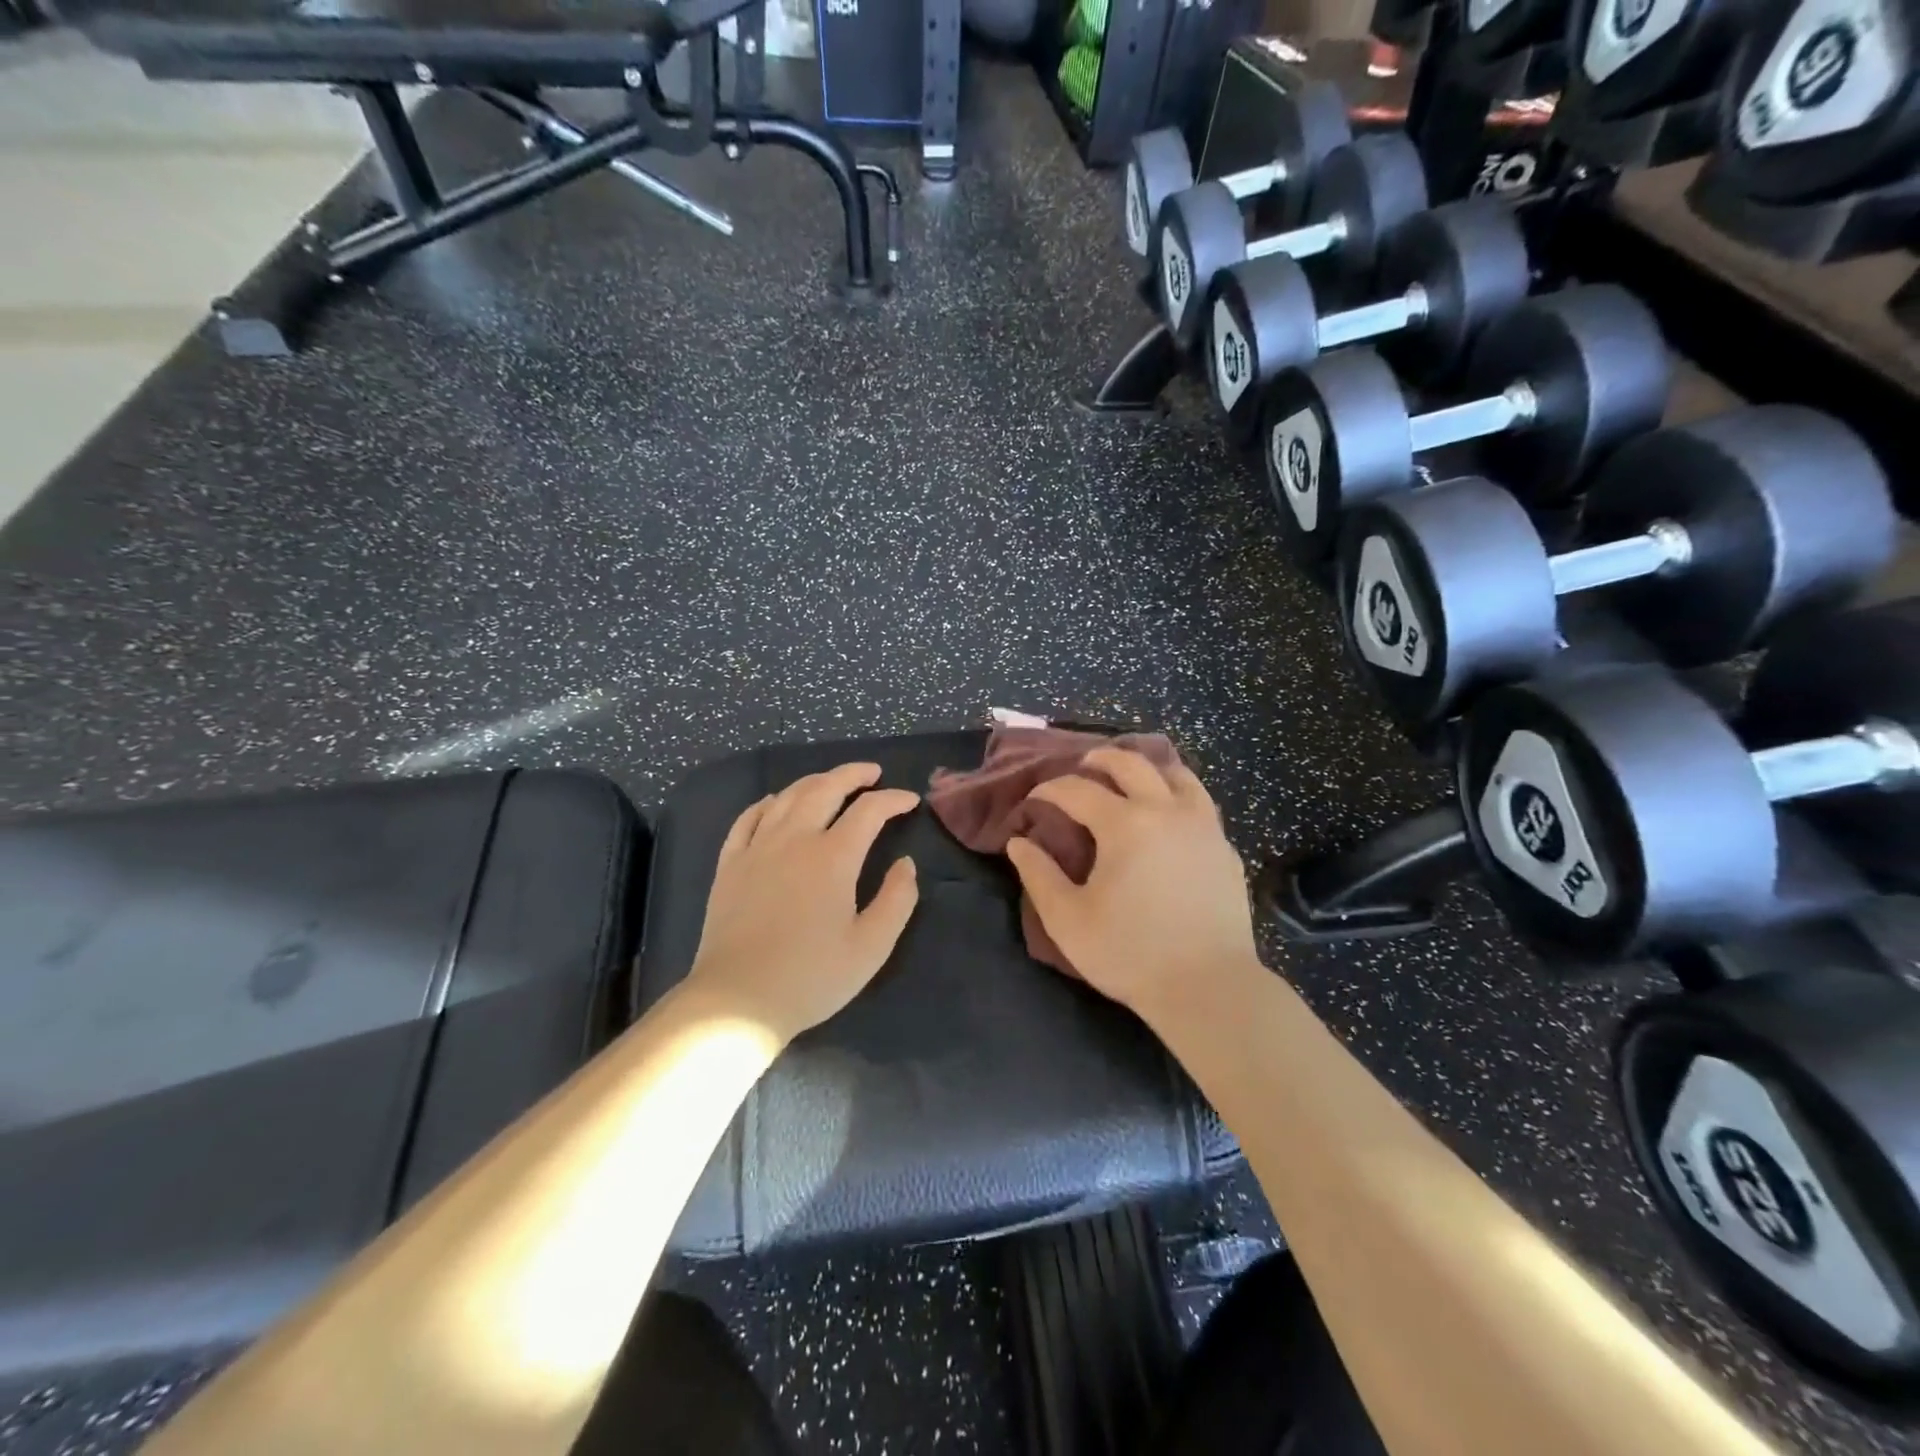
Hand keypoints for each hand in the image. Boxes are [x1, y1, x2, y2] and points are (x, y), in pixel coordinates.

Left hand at [686, 762, 920, 1040]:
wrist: (738, 1000)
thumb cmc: (812, 977)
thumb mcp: (871, 947)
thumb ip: (897, 900)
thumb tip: (905, 864)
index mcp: (833, 857)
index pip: (869, 811)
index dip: (893, 800)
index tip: (910, 800)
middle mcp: (794, 839)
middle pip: (825, 789)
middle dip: (853, 775)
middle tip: (872, 773)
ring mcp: (757, 848)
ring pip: (787, 797)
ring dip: (815, 782)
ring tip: (832, 782)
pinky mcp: (730, 864)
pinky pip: (748, 818)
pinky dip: (767, 803)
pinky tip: (775, 802)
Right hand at [1005, 747, 1259, 1021]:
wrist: (1209, 987)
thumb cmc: (1129, 953)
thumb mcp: (1067, 919)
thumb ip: (1038, 874)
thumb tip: (1018, 842)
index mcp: (1124, 824)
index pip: (1077, 789)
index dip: (1049, 789)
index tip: (1033, 800)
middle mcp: (1166, 811)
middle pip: (1131, 763)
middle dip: (1100, 759)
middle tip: (1082, 766)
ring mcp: (1203, 826)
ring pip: (1176, 774)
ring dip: (1147, 767)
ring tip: (1130, 777)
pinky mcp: (1224, 847)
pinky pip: (1200, 802)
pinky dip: (1177, 793)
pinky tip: (1168, 813)